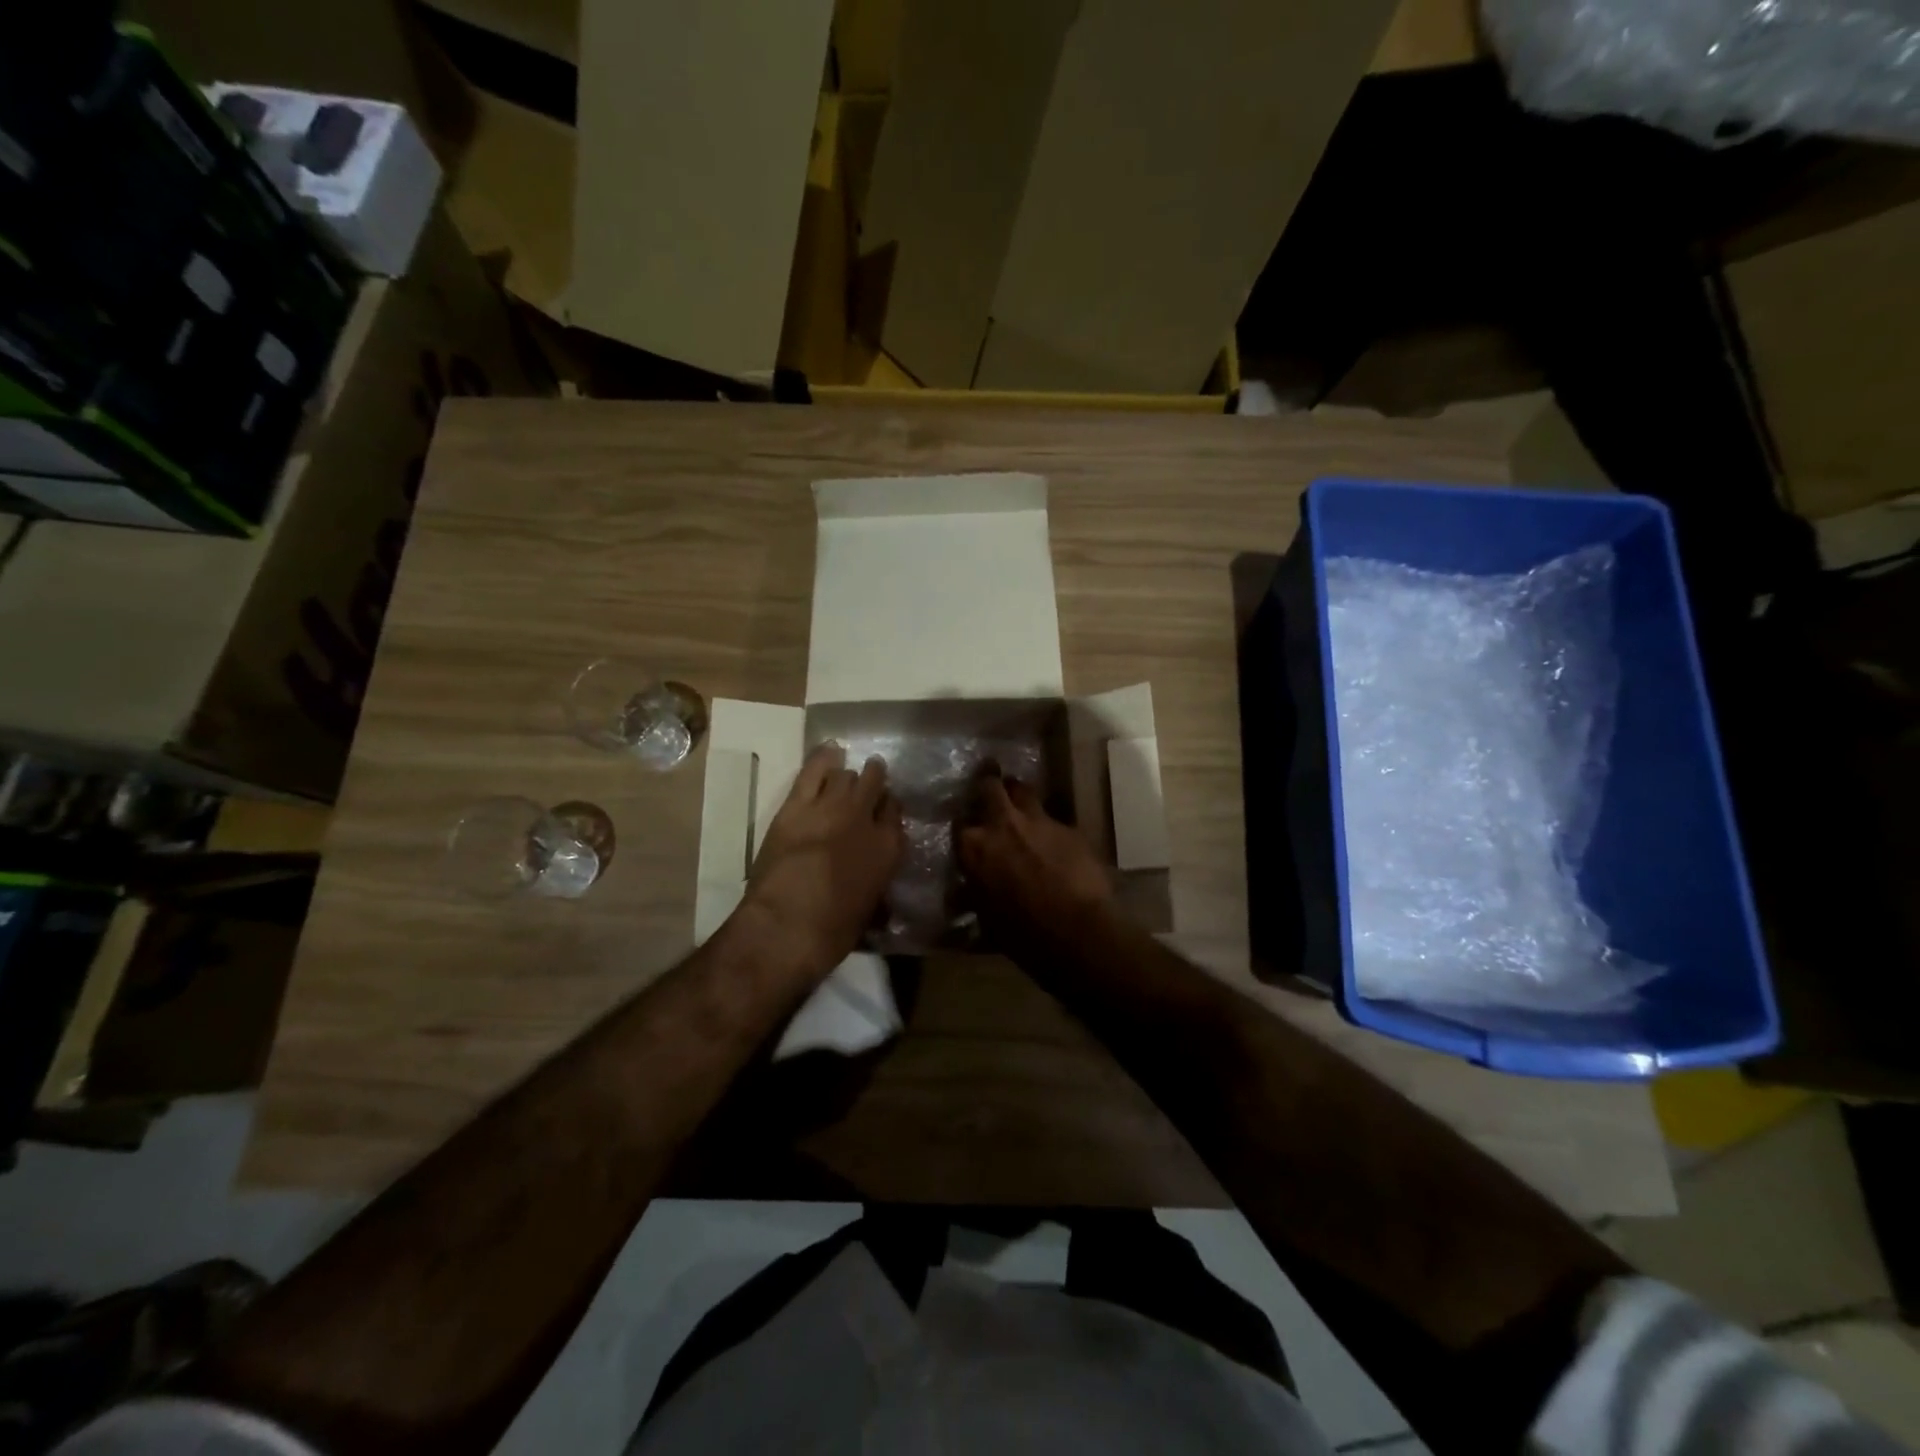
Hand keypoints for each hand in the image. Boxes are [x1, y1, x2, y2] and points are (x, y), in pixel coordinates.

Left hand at [736, 743, 905, 985]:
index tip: (883, 809)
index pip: (895, 813)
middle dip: (873, 782)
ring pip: (846, 776)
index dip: (888, 808)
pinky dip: (823, 758)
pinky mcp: (797, 805)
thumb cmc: (832, 934)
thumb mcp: (868, 910)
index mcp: (889, 849)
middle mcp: (866, 820)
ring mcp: (831, 808)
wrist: (787, 928)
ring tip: (844, 777)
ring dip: (847, 776)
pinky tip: (829, 750)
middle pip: (874, 785)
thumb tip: (872, 876)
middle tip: (868, 783)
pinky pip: (814, 770)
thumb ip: (875, 882)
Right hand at [959, 775, 1112, 942]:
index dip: (964, 822)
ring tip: (1021, 803)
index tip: (967, 826)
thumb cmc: (1021, 934)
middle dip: (988, 782)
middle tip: (989, 785)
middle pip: (990, 785)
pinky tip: (1055, 842)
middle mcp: (1002, 824)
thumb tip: (960, 894)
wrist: (1076, 932)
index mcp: (974, 847)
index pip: (959, 822)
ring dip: (1019, 795)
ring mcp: (1038, 821)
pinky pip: (1054, 819)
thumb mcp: (985, 919)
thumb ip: (972, 896)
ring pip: (1024, 791)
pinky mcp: (1069, 828)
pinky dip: (1049, 827)